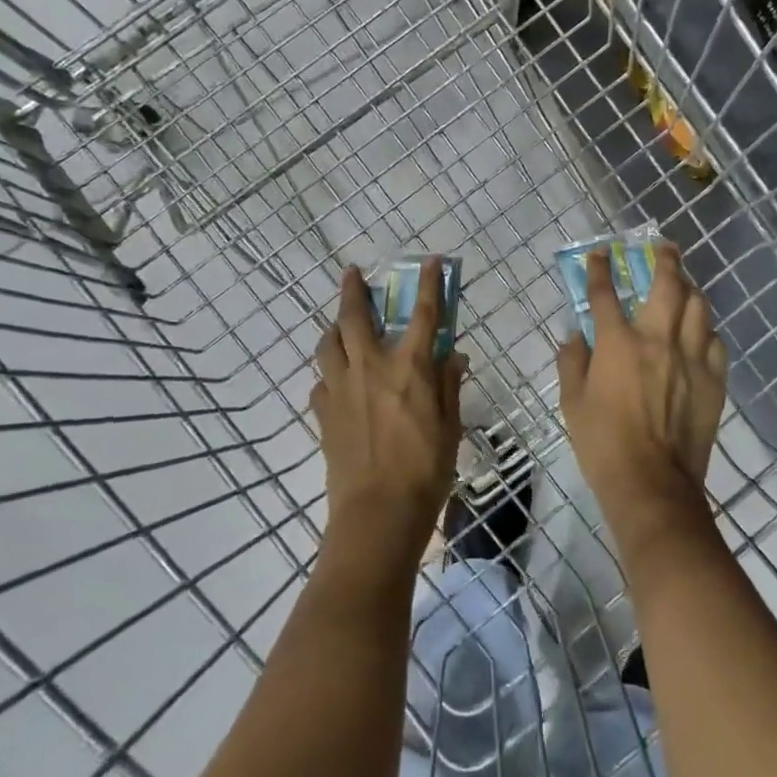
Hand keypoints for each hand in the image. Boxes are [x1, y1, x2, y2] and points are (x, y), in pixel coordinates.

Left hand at [310, 261, 465, 563]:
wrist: (378, 515)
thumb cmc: (426, 471)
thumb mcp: (451, 426)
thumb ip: (449, 386)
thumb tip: (454, 356)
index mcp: (410, 368)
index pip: (424, 314)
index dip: (429, 284)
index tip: (430, 261)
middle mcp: (371, 367)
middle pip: (355, 316)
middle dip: (353, 290)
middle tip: (352, 274)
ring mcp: (341, 388)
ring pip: (328, 343)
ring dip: (335, 327)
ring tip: (341, 325)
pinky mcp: (324, 413)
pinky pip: (322, 380)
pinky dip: (330, 372)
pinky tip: (338, 381)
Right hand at [556, 243, 726, 527]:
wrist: (652, 485)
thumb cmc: (603, 444)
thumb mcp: (572, 402)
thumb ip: (572, 362)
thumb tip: (575, 336)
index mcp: (618, 344)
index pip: (606, 293)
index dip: (600, 269)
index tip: (600, 254)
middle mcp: (658, 339)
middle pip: (668, 284)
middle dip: (665, 259)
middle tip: (663, 247)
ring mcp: (691, 358)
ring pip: (699, 306)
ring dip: (690, 289)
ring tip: (684, 285)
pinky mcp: (714, 380)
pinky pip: (716, 341)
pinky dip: (706, 330)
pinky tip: (700, 332)